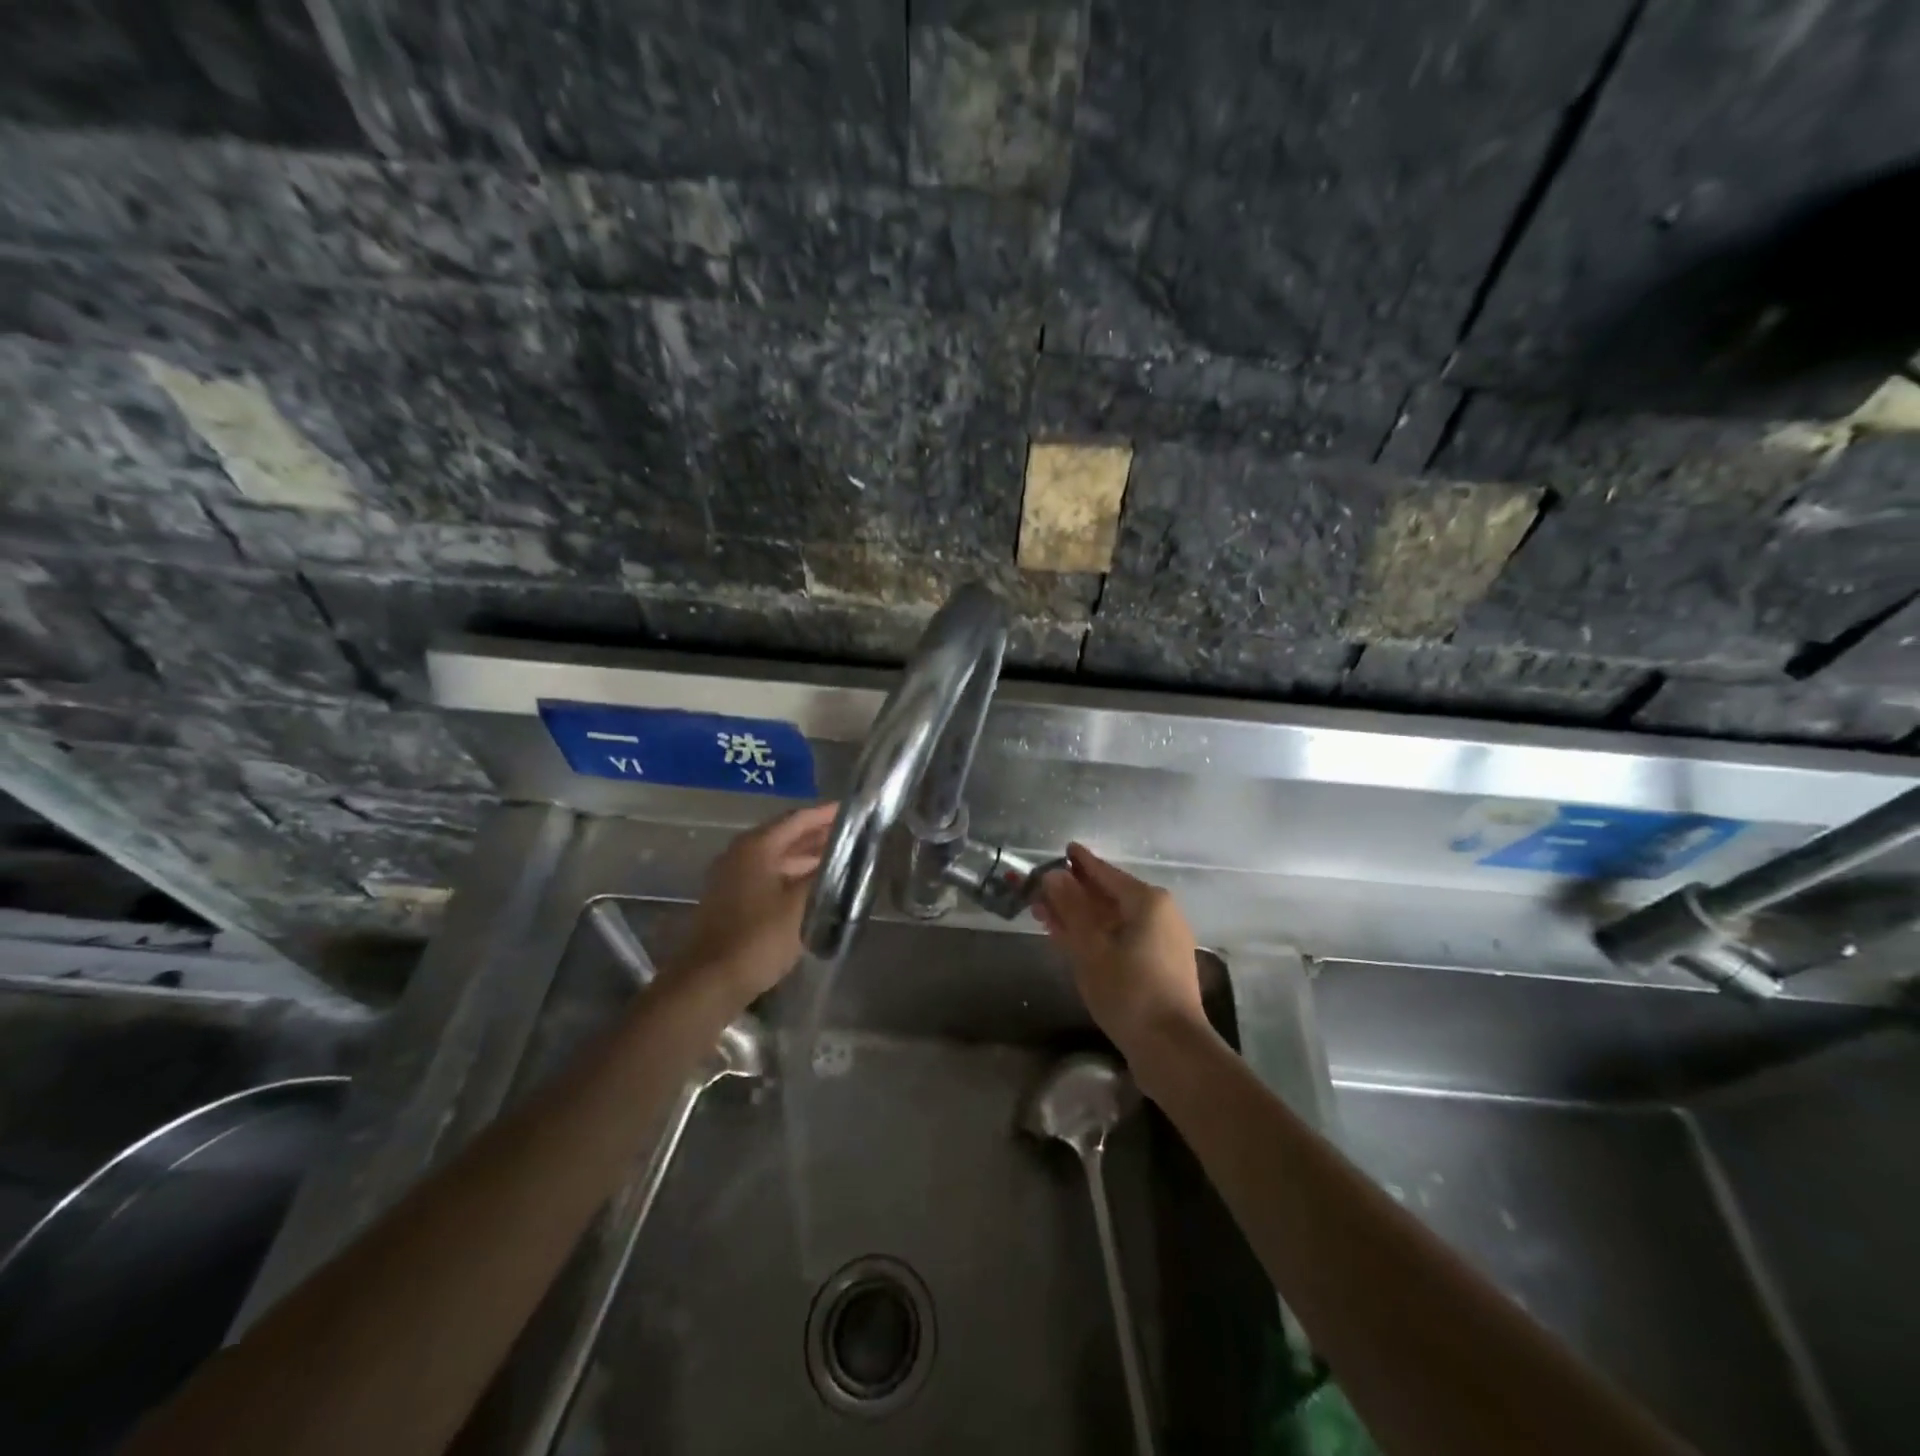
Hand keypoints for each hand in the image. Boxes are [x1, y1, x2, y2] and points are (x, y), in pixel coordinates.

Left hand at [667, 802, 837, 1003]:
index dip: (826, 814)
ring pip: (778, 859)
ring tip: (843, 860)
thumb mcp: (800, 905)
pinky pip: (769, 877)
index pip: (797, 819)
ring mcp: (733, 878)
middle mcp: (741, 855)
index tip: (854, 810)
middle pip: (786, 836)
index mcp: (756, 847)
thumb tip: (846, 857)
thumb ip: (824, 876)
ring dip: (807, 858)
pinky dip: (793, 876)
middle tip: (855, 835)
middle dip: (819, 835)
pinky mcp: (732, 901)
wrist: (709, 982)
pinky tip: (815, 887)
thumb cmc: (758, 938)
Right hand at [1035, 842, 1211, 1063]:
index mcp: (1148, 901)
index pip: (1106, 873)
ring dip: (1082, 917)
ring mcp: (1163, 941)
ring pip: (1115, 919)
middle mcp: (1160, 914)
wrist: (1172, 1049)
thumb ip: (1071, 908)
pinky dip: (1098, 936)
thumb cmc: (1129, 991)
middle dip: (1075, 893)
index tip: (1065, 848)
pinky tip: (1072, 940)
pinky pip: (1123, 938)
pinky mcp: (1161, 966)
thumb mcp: (1091, 947)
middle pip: (1110, 895)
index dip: (1081, 862)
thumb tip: (1054, 875)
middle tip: (1043, 890)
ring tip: (1048, 915)